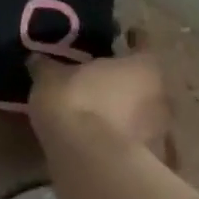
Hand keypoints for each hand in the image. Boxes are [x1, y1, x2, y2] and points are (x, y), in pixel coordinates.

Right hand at [27, 51, 174, 163]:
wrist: (90, 162)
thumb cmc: (75, 102)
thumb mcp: (49, 76)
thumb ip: (48, 65)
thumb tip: (39, 59)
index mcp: (142, 68)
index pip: (143, 46)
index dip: (132, 40)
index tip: (122, 35)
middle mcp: (160, 97)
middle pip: (147, 82)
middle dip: (129, 81)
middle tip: (105, 77)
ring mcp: (160, 133)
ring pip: (145, 114)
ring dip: (129, 112)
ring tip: (103, 110)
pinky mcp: (152, 164)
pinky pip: (138, 142)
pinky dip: (125, 139)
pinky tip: (104, 139)